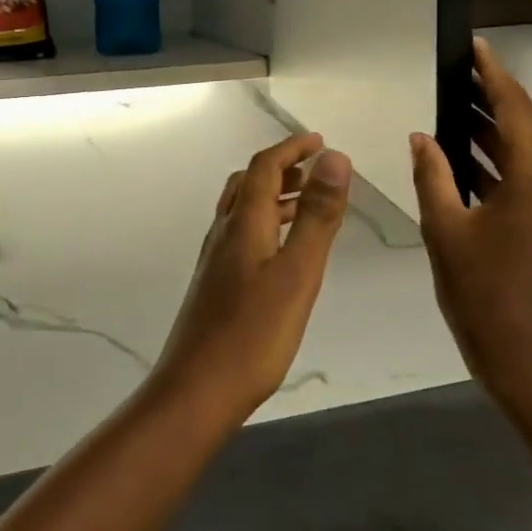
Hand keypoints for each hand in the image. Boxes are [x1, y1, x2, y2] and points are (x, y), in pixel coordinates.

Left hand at [149, 134, 351, 428]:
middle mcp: (223, 232)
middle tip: (315, 169)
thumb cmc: (254, 333)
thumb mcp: (297, 272)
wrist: (197, 389)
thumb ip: (317, 216)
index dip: (291, 149)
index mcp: (243, 223)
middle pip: (248, 183)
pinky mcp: (215, 283)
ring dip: (273, 196)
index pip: (264, 167)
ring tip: (307, 204)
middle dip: (281, 168)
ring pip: (243, 210)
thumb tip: (334, 158)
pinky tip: (282, 252)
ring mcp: (215, 259)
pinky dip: (265, 223)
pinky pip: (242, 234)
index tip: (319, 141)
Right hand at [410, 38, 531, 405]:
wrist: (526, 357)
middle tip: (456, 72)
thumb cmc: (480, 291)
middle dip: (491, 97)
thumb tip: (423, 136)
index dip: (492, 74)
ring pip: (528, 149)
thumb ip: (432, 174)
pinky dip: (499, 160)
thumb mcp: (444, 228)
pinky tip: (465, 154)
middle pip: (526, 124)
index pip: (515, 108)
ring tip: (454, 104)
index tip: (474, 46)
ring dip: (493, 129)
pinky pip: (530, 174)